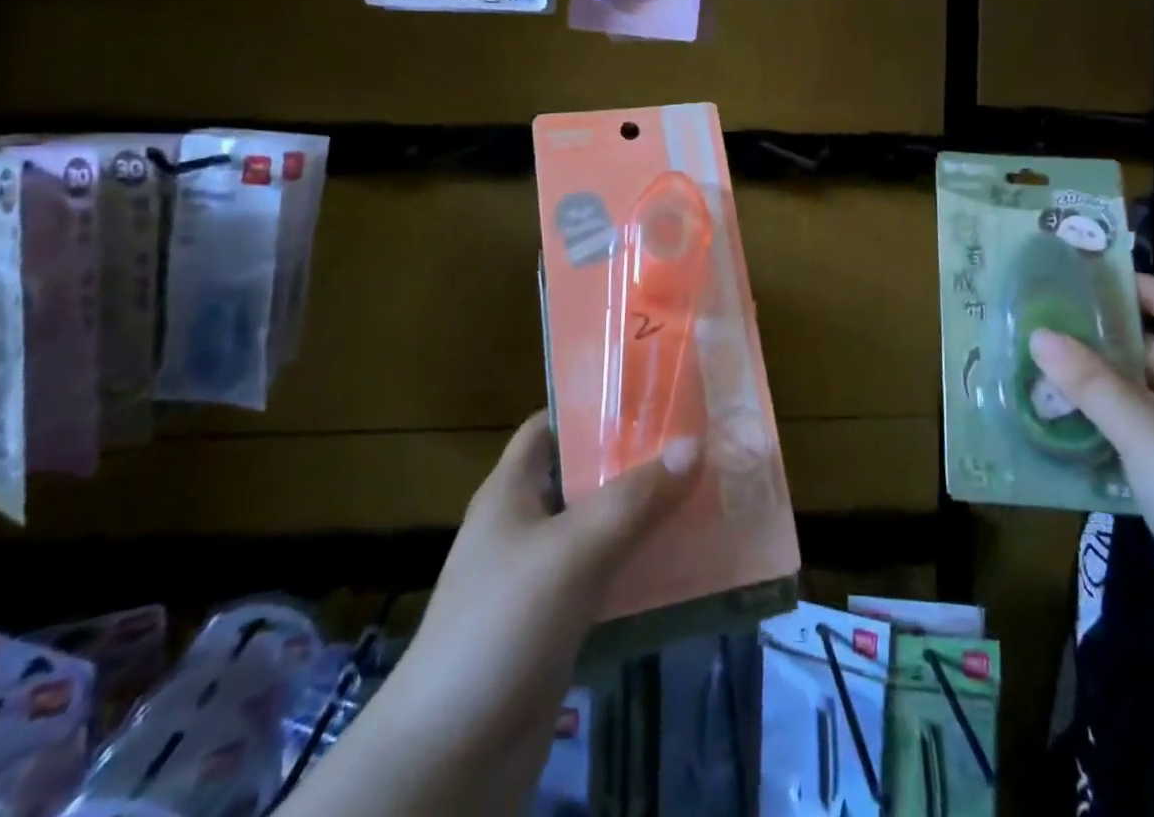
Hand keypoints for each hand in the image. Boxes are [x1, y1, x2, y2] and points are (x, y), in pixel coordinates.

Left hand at [309, 412, 698, 816]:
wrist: (448, 760)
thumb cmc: (501, 625)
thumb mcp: (572, 550)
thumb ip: (634, 498)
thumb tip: (694, 442)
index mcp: (512, 489)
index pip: (552, 424)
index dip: (595, 404)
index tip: (652, 393)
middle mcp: (525, 523)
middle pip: (585, 473)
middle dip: (636, 458)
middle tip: (696, 439)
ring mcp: (540, 576)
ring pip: (601, 527)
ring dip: (645, 513)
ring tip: (705, 491)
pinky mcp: (557, 623)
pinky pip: (607, 577)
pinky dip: (640, 565)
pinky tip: (686, 561)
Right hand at [1029, 274, 1153, 648]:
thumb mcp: (1143, 426)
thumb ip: (1089, 381)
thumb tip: (1039, 334)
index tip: (1110, 280)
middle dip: (1118, 337)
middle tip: (1063, 319)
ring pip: (1145, 401)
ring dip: (1104, 384)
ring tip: (1051, 364)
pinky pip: (1135, 440)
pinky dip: (1104, 426)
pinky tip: (1064, 422)